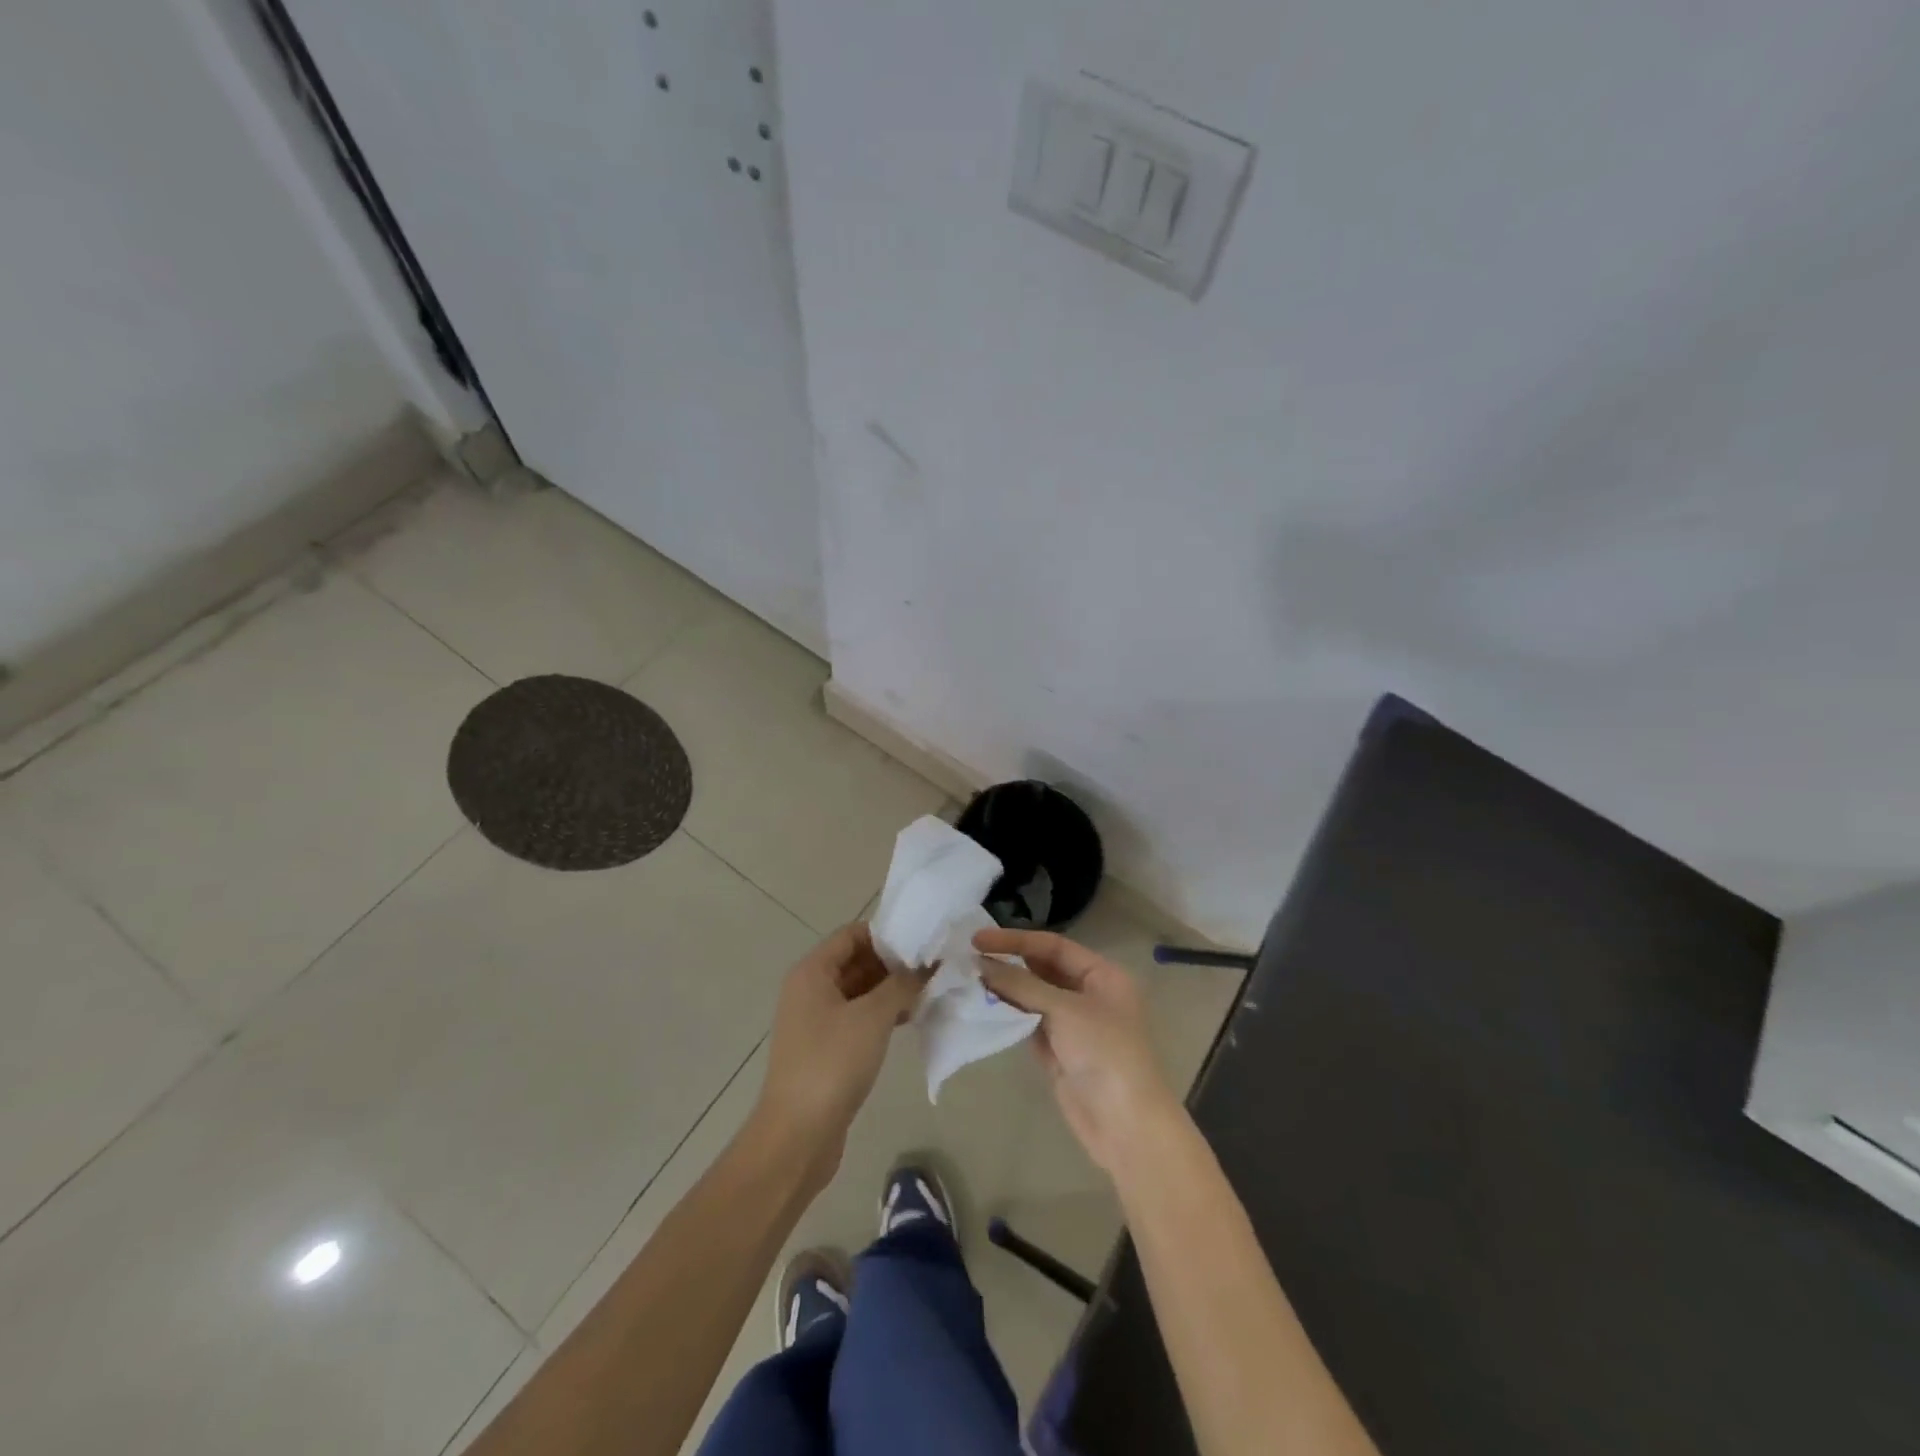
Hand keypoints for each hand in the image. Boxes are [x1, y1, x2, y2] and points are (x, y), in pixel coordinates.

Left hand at [753, 924, 921, 1190]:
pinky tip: (911, 1019)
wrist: (797, 1135)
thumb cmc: (832, 1063)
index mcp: (812, 972)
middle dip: (893, 962)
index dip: (886, 934)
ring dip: (890, 989)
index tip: (922, 941)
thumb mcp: (873, 1017)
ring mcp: (816, 1021)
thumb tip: (927, 966)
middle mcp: (810, 990)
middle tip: (933, 966)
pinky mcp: (826, 1048)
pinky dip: (882, 1014)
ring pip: (859, 991)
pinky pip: (857, 1017)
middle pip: (856, 961)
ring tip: (929, 991)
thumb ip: (902, 985)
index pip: (852, 934)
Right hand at [974, 929, 1182, 1175]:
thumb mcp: (1064, 1010)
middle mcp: (1088, 995)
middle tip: (968, 959)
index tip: (978, 940)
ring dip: (1005, 989)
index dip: (1016, 940)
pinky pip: (1029, 1024)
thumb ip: (1021, 984)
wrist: (1126, 1125)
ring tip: (969, 980)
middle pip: (1043, 970)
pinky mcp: (1059, 1053)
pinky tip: (983, 1007)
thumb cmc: (1105, 1053)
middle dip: (1009, 963)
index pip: (1053, 946)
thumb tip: (981, 963)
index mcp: (1102, 975)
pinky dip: (1009, 1016)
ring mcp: (1073, 1026)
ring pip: (1033, 998)